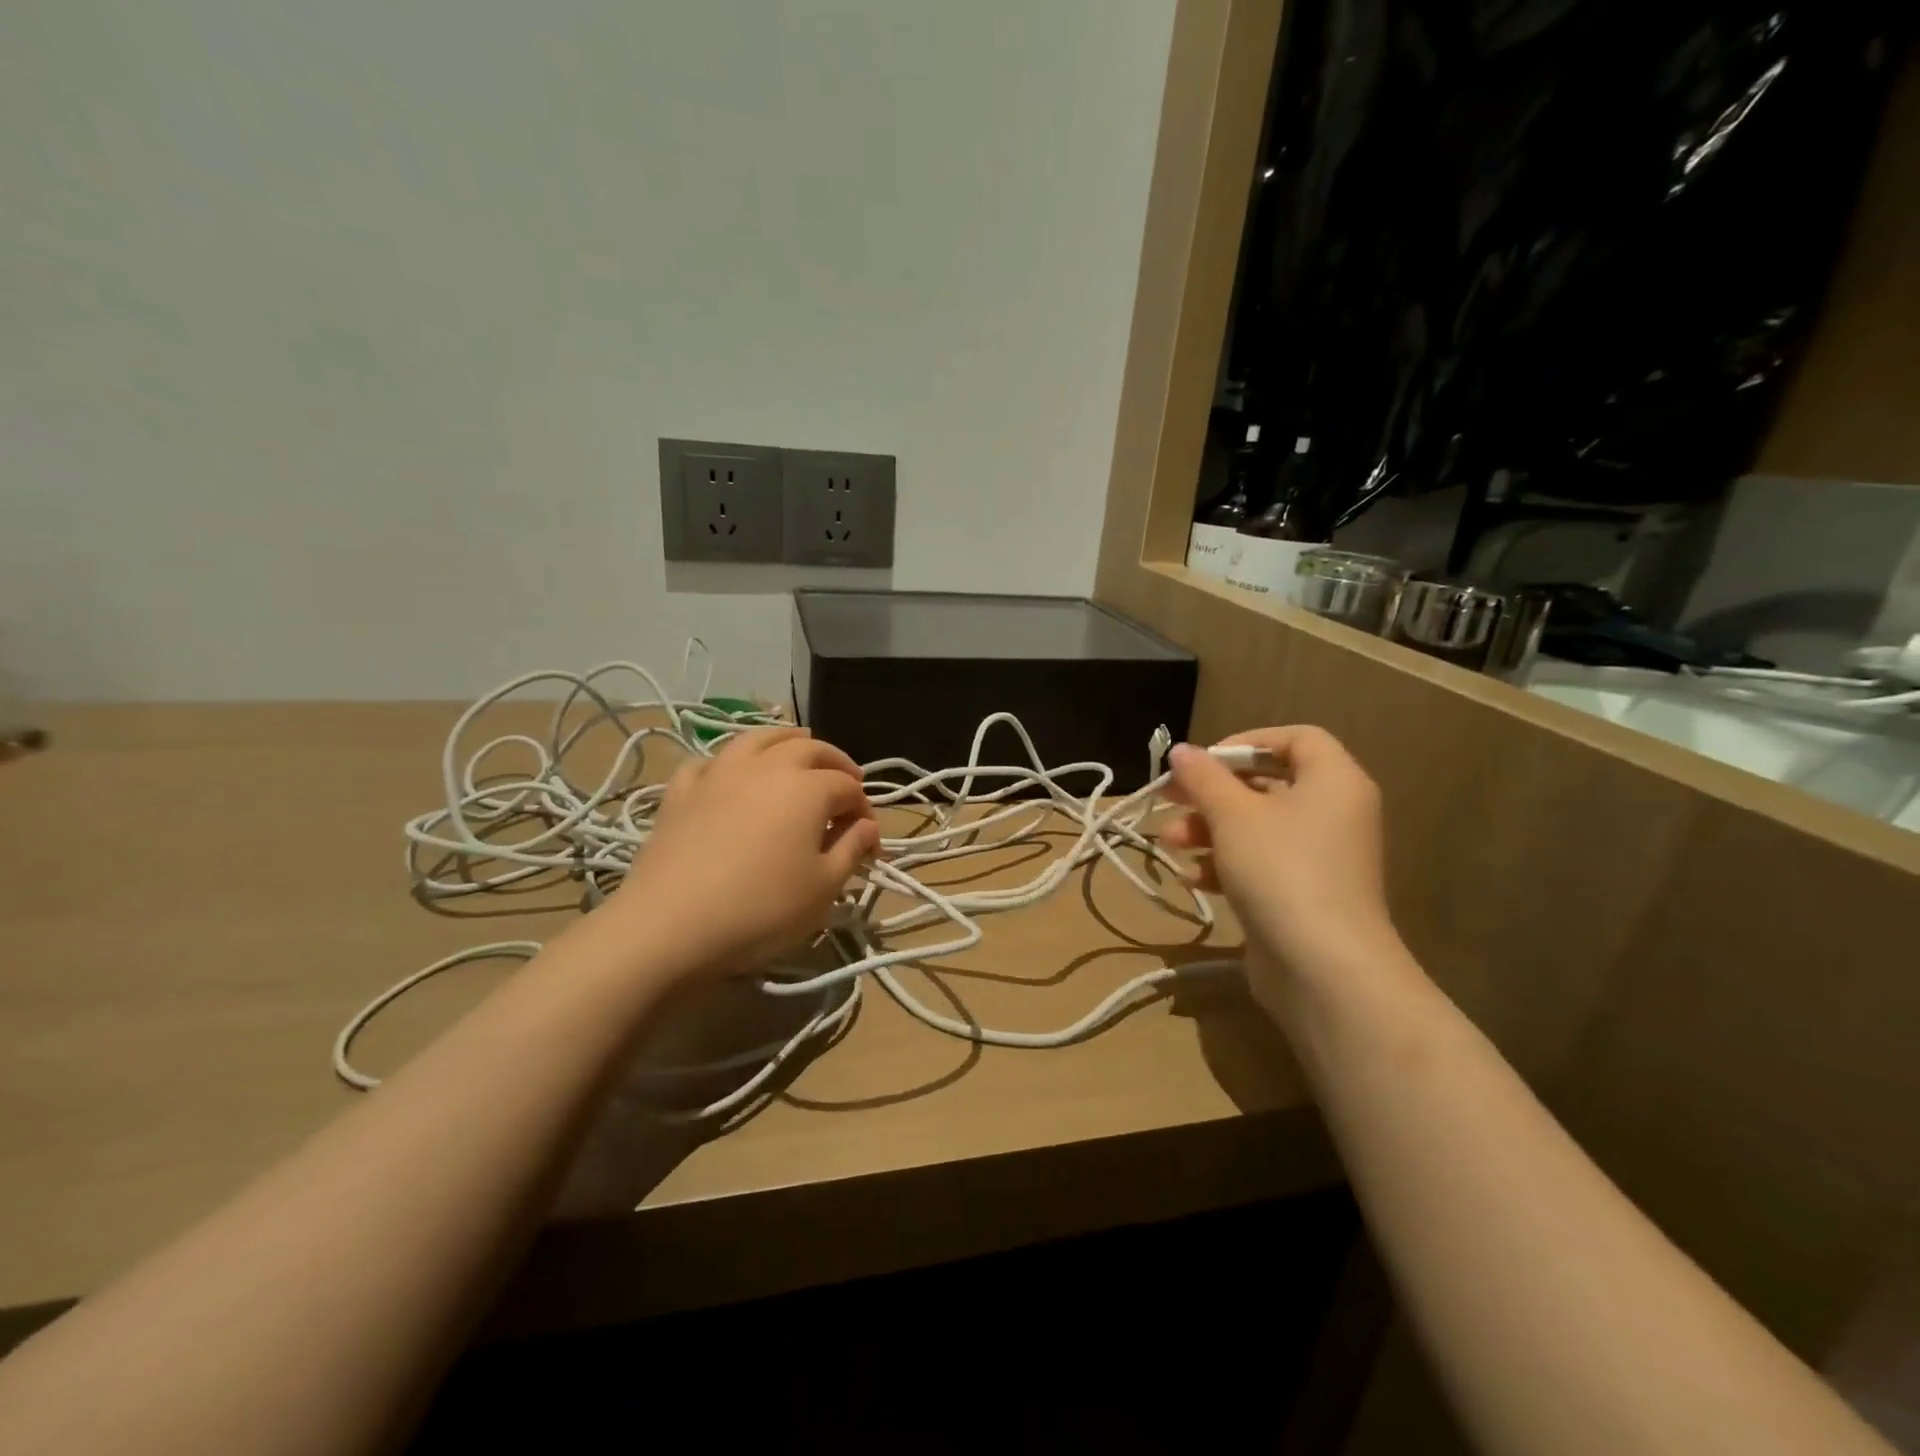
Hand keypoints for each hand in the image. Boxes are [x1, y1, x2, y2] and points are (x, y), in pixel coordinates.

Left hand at [612, 727, 879, 979]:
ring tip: (797, 748)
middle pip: (809, 749)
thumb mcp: (824, 888)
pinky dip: (729, 762)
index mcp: (808, 787)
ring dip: (786, 740)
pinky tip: (730, 775)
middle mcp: (766, 767)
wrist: (671, 925)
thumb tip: (867, 826)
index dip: (864, 810)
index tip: (869, 841)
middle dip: (835, 762)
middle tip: (847, 782)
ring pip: (758, 739)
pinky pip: (710, 762)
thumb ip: (852, 849)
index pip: (848, 788)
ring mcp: (719, 773)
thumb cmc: (761, 909)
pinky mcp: (681, 791)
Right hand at [1161, 727, 1409, 1020]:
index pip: (1295, 739)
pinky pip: (1260, 864)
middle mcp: (1334, 813)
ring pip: (1256, 827)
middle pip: (1266, 784)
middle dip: (1211, 793)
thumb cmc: (1281, 870)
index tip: (1203, 762)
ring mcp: (1320, 858)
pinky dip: (1225, 864)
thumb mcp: (1233, 814)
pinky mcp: (1303, 895)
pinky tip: (1192, 878)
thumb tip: (1181, 750)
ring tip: (1169, 842)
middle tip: (1168, 797)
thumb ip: (1204, 777)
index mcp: (1333, 781)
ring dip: (1208, 829)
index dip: (1246, 742)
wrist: (1324, 968)